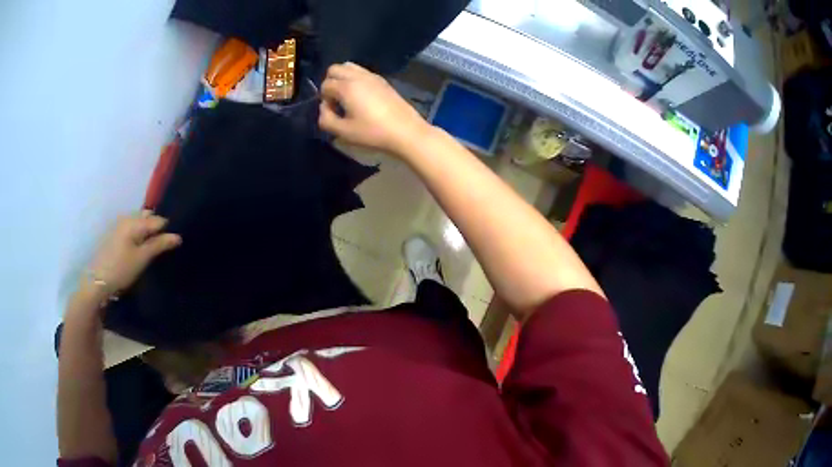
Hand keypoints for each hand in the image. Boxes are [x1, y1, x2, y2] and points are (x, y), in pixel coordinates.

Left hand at [86, 211, 181, 294]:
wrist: (97, 280)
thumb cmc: (121, 269)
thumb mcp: (142, 259)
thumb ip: (159, 245)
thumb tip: (178, 236)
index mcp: (134, 222)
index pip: (158, 220)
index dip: (167, 230)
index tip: (173, 243)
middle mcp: (127, 218)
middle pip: (147, 217)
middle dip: (157, 227)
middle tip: (163, 244)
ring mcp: (119, 224)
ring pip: (139, 221)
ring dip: (147, 230)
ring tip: (153, 246)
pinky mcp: (114, 233)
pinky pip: (131, 226)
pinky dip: (138, 233)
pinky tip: (139, 246)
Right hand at [318, 62, 433, 155]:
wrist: (406, 131)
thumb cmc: (373, 133)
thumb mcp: (344, 132)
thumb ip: (326, 119)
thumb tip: (324, 108)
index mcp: (347, 87)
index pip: (325, 85)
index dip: (324, 99)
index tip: (332, 112)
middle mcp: (358, 76)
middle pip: (335, 69)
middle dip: (330, 82)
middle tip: (336, 101)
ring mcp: (372, 76)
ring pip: (349, 67)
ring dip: (342, 78)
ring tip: (347, 97)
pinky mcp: (383, 81)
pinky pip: (362, 72)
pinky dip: (355, 79)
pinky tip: (361, 97)